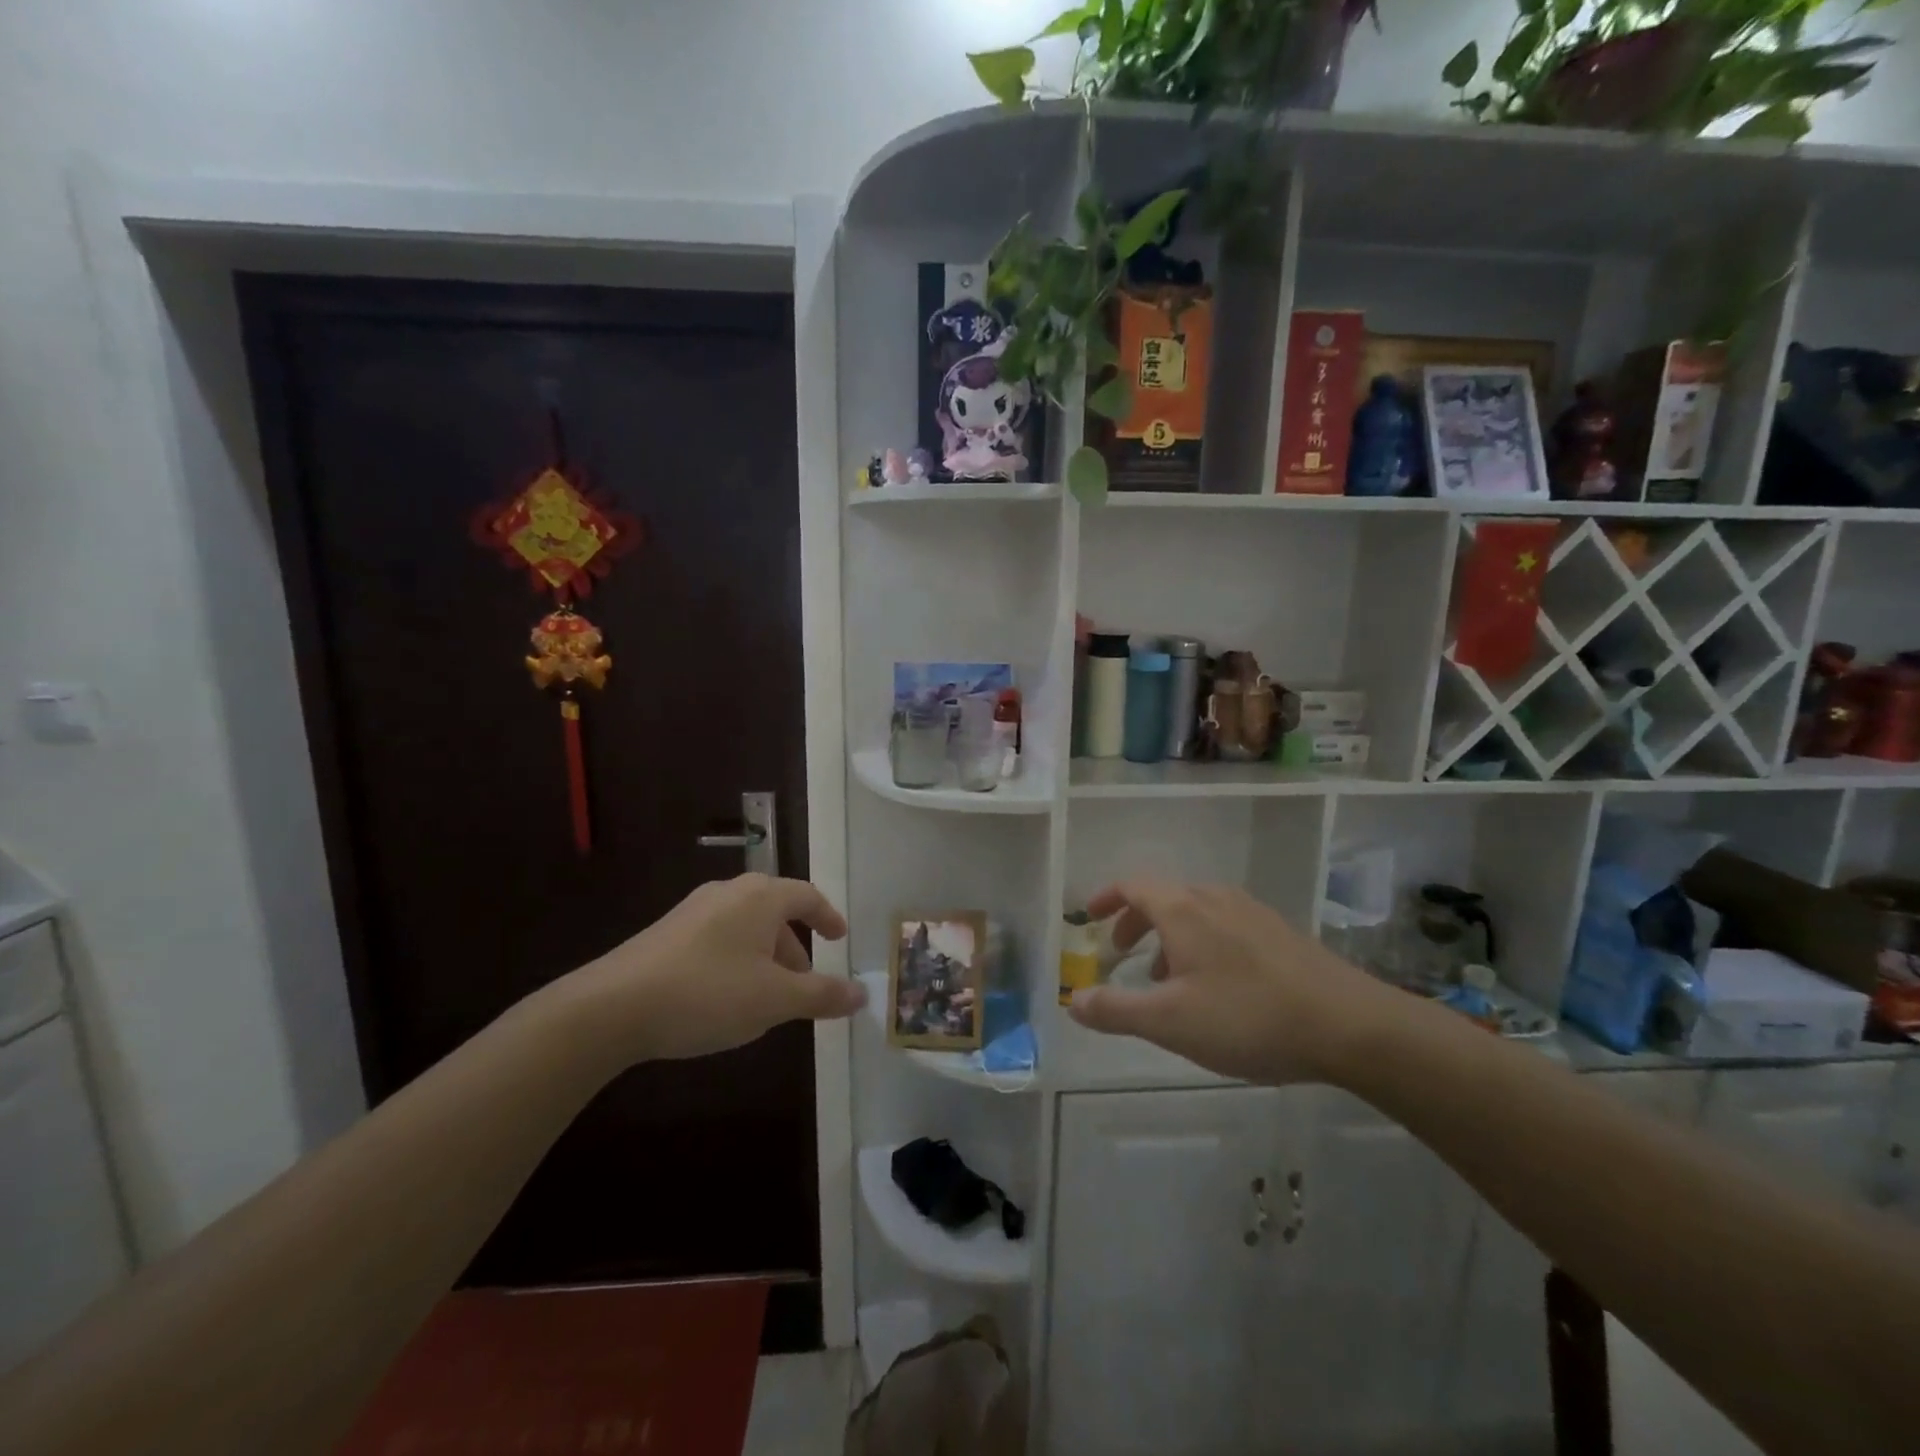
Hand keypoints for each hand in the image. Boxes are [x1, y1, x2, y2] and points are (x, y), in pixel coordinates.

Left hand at [557, 873, 863, 1065]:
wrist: (613, 1006)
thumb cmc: (709, 993)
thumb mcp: (775, 1000)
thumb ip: (823, 995)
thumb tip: (863, 994)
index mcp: (761, 897)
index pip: (807, 896)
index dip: (828, 916)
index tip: (840, 938)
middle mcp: (729, 893)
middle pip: (775, 911)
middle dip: (795, 946)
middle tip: (805, 981)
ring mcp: (693, 911)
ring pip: (745, 927)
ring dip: (766, 957)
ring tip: (767, 998)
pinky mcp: (666, 934)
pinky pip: (718, 939)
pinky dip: (737, 961)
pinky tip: (726, 999)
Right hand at [1066, 880, 1393, 1084]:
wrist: (1351, 1026)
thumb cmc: (1249, 1017)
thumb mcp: (1170, 1022)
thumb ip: (1116, 1010)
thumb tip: (1072, 1001)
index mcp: (1183, 909)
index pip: (1133, 885)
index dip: (1106, 898)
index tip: (1088, 916)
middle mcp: (1215, 898)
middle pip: (1163, 896)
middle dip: (1135, 921)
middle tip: (1120, 952)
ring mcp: (1252, 912)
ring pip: (1195, 911)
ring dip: (1168, 935)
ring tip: (1165, 977)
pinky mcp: (1279, 932)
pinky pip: (1223, 924)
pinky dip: (1200, 941)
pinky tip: (1215, 985)